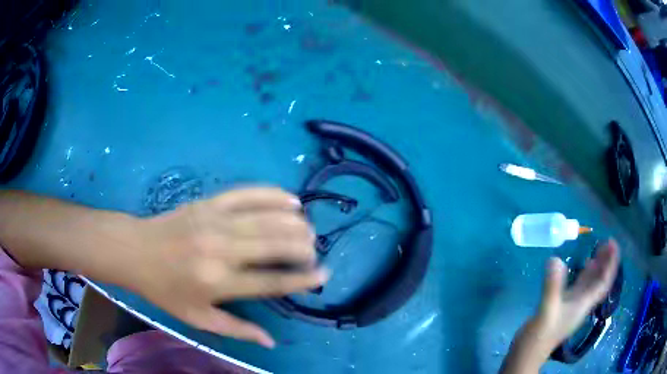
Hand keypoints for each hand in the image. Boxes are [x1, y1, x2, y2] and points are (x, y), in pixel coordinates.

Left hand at [127, 187, 327, 347]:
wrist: (135, 251)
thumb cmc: (165, 289)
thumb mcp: (198, 318)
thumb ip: (236, 330)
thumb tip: (270, 341)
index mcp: (218, 282)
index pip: (271, 281)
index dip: (301, 279)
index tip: (323, 275)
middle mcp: (221, 249)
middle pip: (274, 244)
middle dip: (302, 246)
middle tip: (314, 251)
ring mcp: (215, 221)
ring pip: (266, 217)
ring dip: (294, 222)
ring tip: (309, 229)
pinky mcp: (209, 202)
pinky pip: (247, 194)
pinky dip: (273, 195)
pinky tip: (291, 200)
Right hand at [501, 240, 619, 372]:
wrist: (526, 354)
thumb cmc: (539, 337)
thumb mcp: (546, 312)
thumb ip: (552, 287)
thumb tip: (555, 259)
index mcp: (583, 305)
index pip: (603, 283)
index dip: (611, 264)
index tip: (613, 244)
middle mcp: (581, 304)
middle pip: (599, 281)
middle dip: (606, 262)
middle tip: (607, 242)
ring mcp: (572, 305)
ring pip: (590, 283)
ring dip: (596, 266)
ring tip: (598, 249)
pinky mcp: (562, 305)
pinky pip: (578, 286)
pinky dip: (582, 274)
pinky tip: (581, 266)